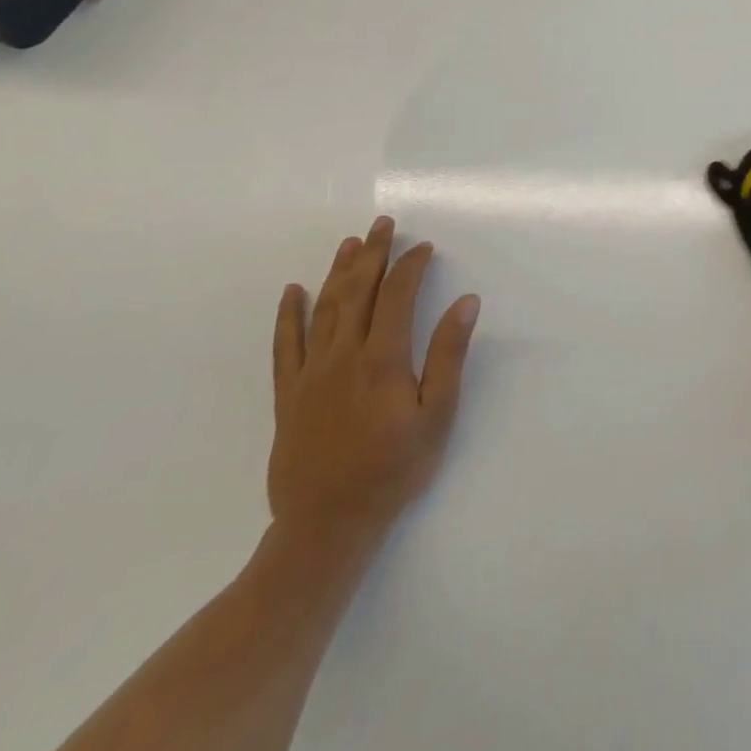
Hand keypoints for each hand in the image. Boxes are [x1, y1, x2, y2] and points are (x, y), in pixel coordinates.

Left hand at [267, 216, 479, 546]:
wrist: (327, 525)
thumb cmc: (394, 469)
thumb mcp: (437, 415)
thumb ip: (449, 355)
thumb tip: (466, 301)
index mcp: (382, 359)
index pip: (396, 296)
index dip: (410, 266)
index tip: (424, 247)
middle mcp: (342, 356)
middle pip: (357, 292)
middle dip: (372, 254)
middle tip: (383, 224)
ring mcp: (310, 374)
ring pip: (323, 309)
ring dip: (338, 272)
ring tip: (350, 243)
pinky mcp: (288, 395)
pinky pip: (284, 346)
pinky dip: (288, 316)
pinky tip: (292, 292)